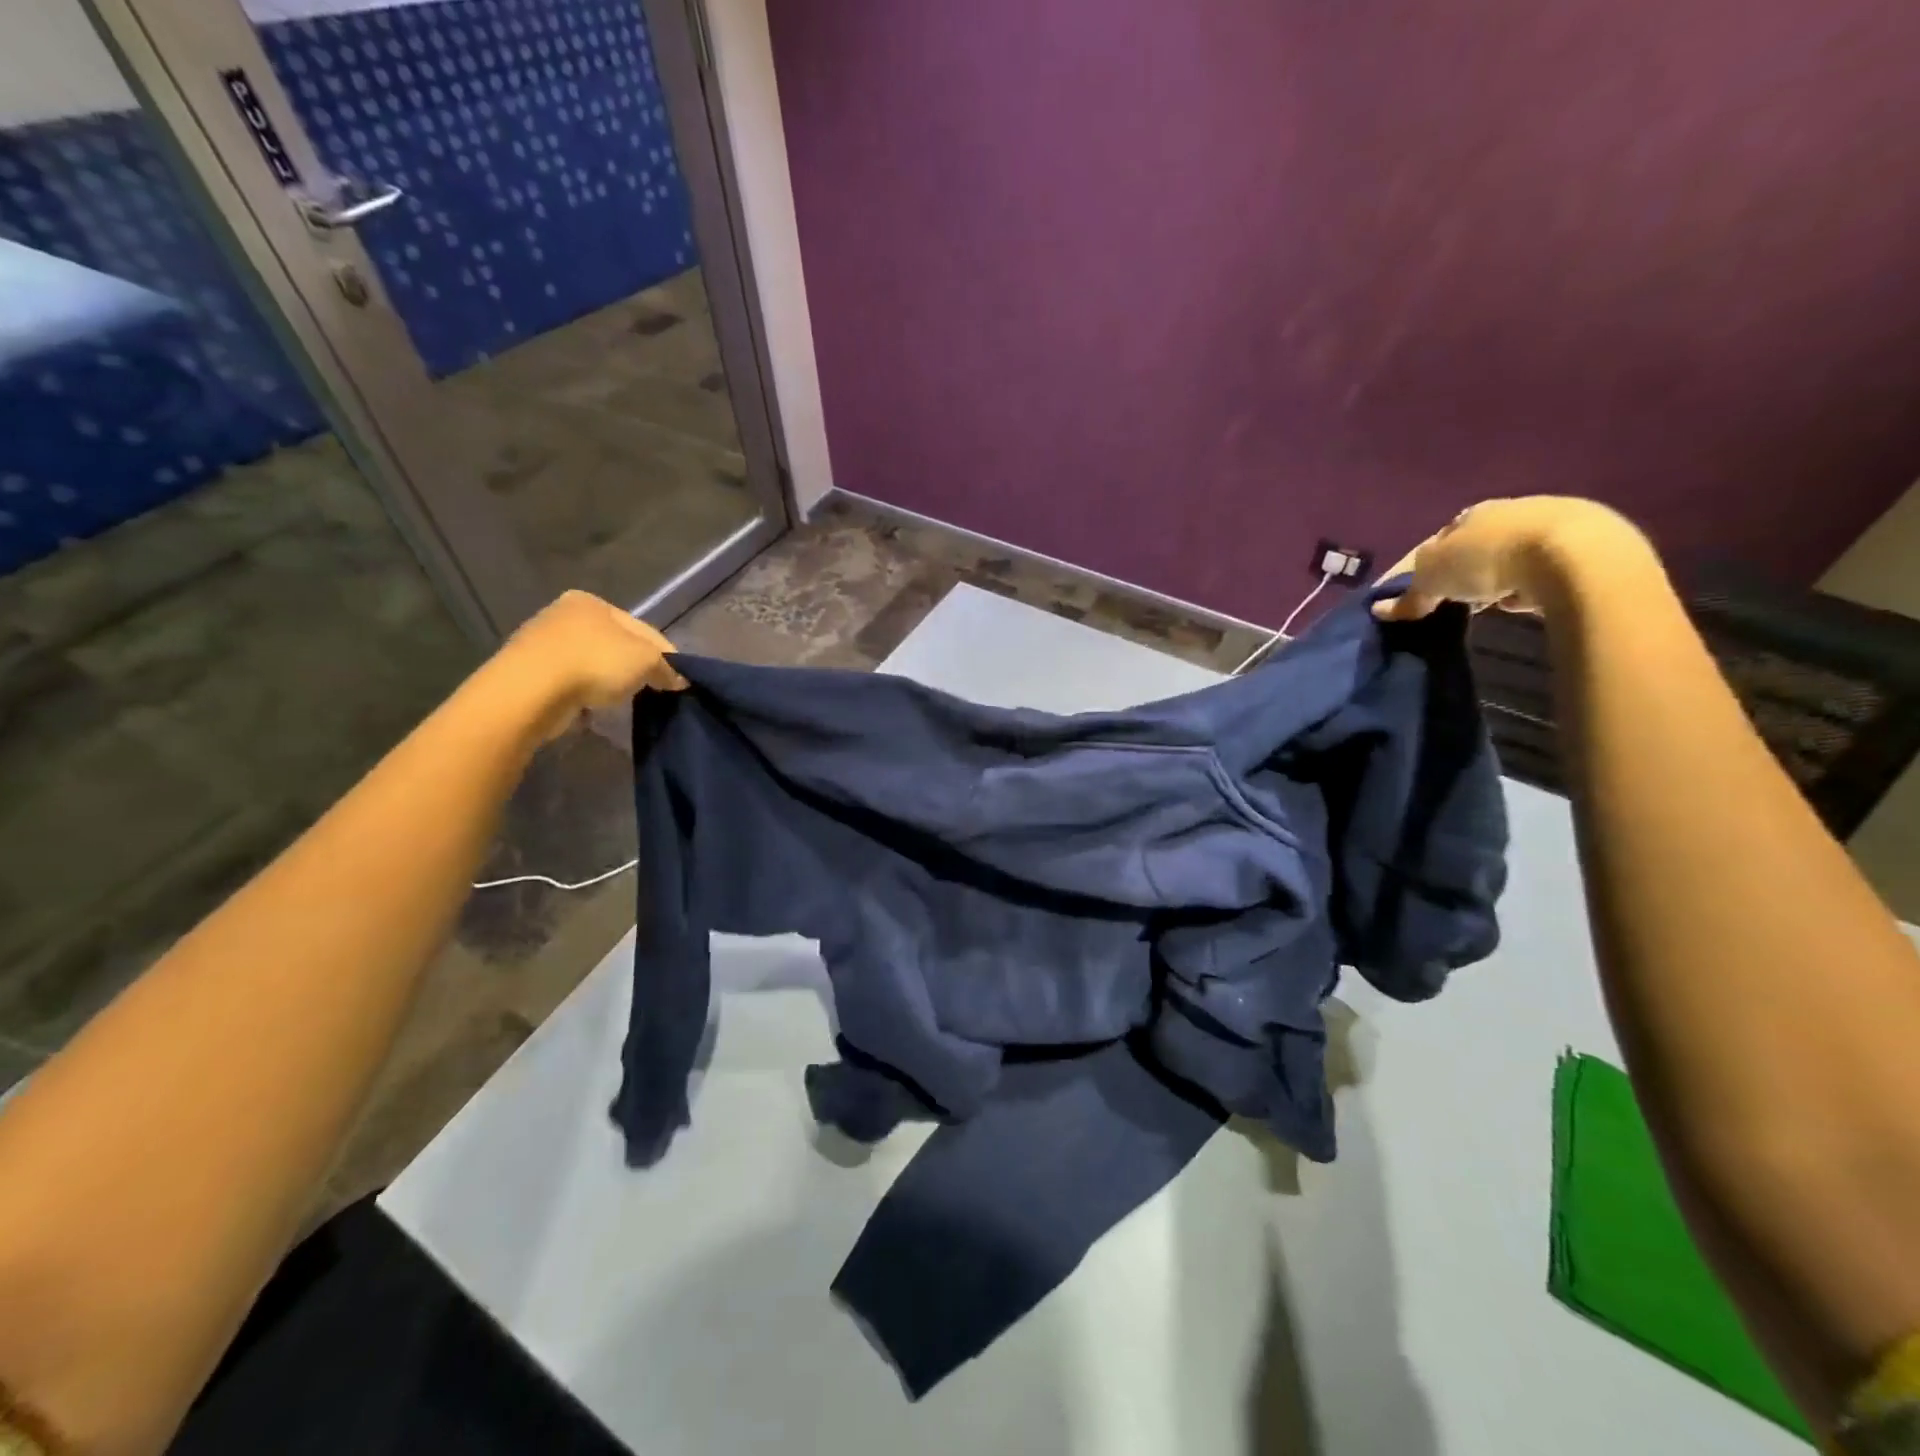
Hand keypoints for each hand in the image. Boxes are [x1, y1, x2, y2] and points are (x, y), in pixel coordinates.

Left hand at [492, 590, 686, 742]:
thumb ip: (666, 666)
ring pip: (591, 661)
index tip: (677, 679)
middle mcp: (563, 614)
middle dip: (634, 665)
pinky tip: (593, 705)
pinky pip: (570, 681)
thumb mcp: (646, 659)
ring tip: (623, 700)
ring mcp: (542, 642)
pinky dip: (584, 691)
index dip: (664, 654)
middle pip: (615, 643)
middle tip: (653, 689)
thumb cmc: (594, 662)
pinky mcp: (528, 671)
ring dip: (608, 679)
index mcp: (592, 601)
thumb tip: (679, 680)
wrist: (530, 691)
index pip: (641, 628)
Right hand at [1373, 497, 1645, 621]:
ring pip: (1515, 553)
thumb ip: (1408, 595)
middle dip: (1467, 569)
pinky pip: (1548, 567)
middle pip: (1479, 544)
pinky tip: (1530, 601)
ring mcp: (1555, 523)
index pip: (1440, 538)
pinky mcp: (1590, 545)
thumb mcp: (1434, 578)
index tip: (1422, 592)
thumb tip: (1378, 610)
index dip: (1427, 565)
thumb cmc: (1490, 558)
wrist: (1577, 555)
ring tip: (1494, 604)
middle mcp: (1513, 509)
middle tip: (1457, 600)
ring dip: (1502, 576)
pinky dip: (1534, 583)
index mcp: (1472, 512)